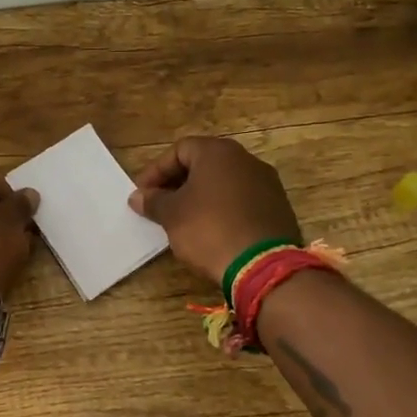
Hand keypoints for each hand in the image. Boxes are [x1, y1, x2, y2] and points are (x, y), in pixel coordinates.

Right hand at [128, 137, 301, 285]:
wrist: (263, 266)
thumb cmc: (209, 229)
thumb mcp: (172, 215)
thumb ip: (153, 201)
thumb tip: (138, 196)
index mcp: (218, 152)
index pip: (179, 150)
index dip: (156, 171)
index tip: (143, 193)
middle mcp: (245, 160)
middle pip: (204, 163)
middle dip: (178, 182)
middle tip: (160, 204)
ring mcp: (266, 183)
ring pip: (224, 182)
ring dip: (201, 196)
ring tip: (184, 219)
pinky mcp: (278, 208)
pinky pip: (242, 200)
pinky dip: (223, 209)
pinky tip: (212, 230)